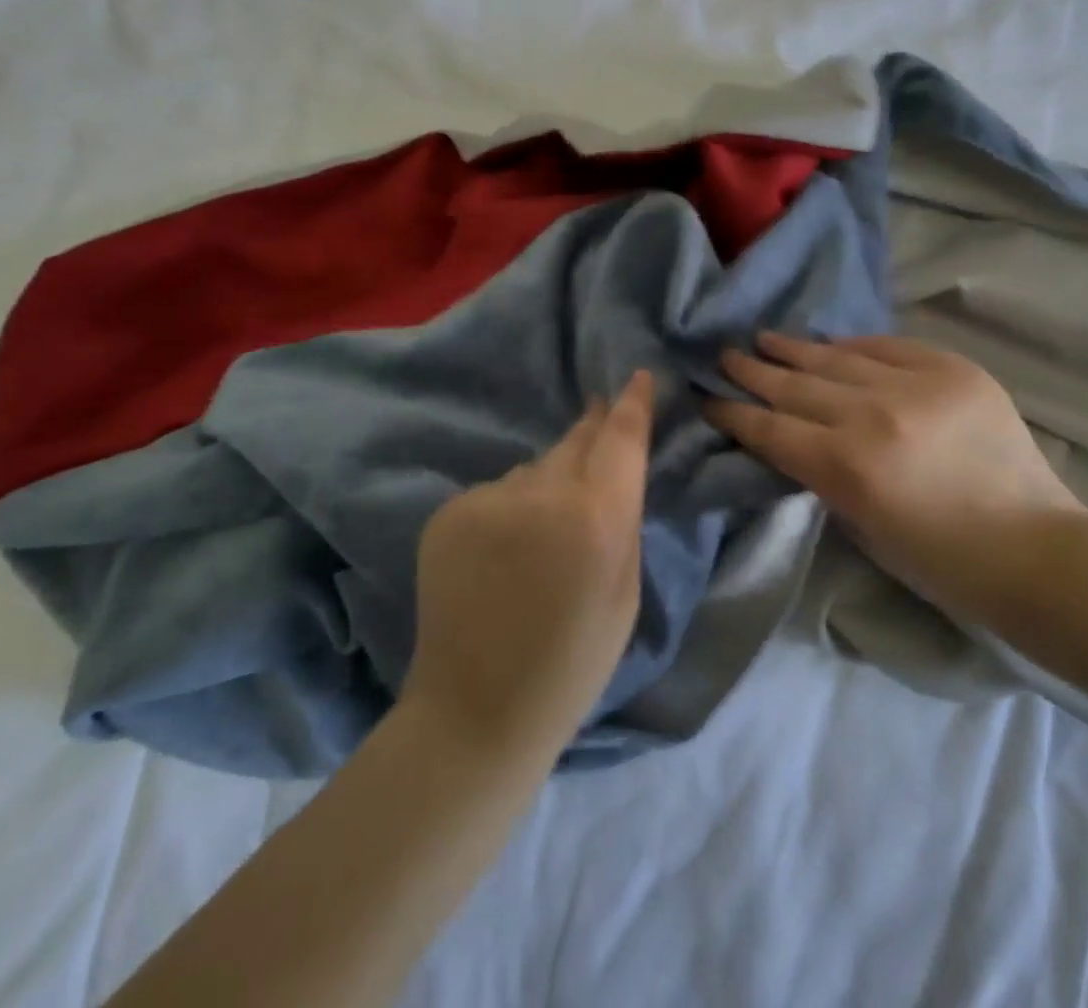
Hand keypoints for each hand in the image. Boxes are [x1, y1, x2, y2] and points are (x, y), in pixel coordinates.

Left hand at [401, 371, 655, 768]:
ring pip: (531, 471)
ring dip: (544, 485)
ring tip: (541, 533)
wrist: (476, 710)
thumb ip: (622, 522)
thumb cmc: (572, 663)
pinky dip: (505, 512)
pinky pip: (494, 494)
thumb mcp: (625, 594)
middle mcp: (543, 493)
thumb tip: (611, 473)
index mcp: (598, 518)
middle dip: (591, 429)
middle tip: (597, 413)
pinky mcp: (449, 511)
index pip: (621, 439)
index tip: (638, 376)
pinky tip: (499, 555)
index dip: (632, 404)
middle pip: (575, 442)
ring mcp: (488, 498)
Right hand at [706, 333, 1087, 609]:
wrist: (1034, 551)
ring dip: (793, 350)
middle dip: (752, 372)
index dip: (733, 413)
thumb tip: (794, 438)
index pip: (769, 428)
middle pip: (793, 386)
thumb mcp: (859, 525)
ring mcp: (915, 386)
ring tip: (765, 338)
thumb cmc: (939, 561)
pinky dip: (855, 347)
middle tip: (724, 356)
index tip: (708, 399)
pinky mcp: (953, 370)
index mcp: (846, 467)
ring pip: (834, 359)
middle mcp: (872, 416)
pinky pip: (888, 346)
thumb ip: (820, 475)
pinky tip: (831, 345)